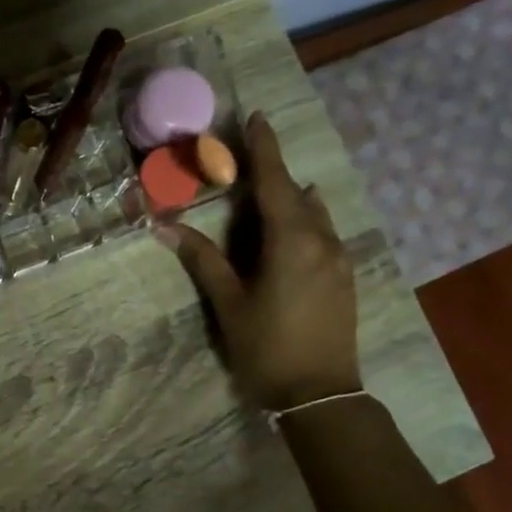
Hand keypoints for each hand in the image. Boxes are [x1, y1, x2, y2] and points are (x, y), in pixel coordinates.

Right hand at [157, 112, 361, 410]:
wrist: (319, 394)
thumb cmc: (267, 347)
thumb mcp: (229, 303)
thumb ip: (203, 260)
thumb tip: (166, 227)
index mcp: (291, 240)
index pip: (275, 182)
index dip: (264, 149)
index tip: (255, 118)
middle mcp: (321, 240)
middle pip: (296, 194)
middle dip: (273, 173)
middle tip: (248, 159)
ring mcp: (338, 259)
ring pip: (314, 214)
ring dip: (291, 198)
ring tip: (269, 193)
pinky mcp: (344, 278)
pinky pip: (323, 234)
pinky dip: (304, 221)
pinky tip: (293, 229)